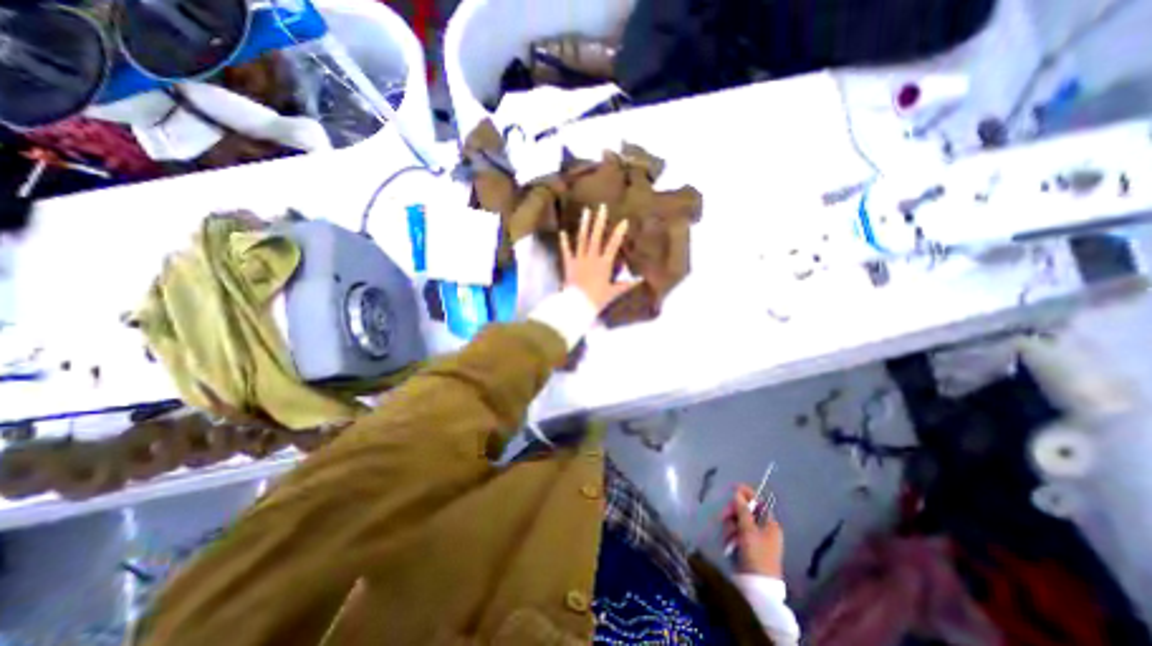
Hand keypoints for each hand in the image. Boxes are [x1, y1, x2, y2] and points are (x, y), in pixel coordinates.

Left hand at [563, 201, 643, 309]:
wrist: (577, 304)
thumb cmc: (597, 299)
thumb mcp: (613, 292)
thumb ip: (626, 285)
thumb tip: (641, 279)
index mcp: (604, 264)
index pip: (613, 245)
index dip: (619, 233)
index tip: (624, 221)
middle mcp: (591, 258)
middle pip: (596, 237)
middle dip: (599, 221)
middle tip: (601, 207)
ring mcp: (579, 259)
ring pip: (582, 239)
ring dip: (584, 225)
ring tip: (586, 211)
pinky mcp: (569, 264)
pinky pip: (566, 251)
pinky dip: (564, 242)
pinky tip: (563, 232)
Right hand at [717, 483, 782, 576]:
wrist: (757, 587)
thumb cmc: (756, 555)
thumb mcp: (748, 530)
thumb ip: (742, 510)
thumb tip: (738, 493)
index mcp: (770, 524)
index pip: (758, 502)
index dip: (746, 494)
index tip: (733, 487)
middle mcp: (765, 530)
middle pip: (746, 511)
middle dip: (734, 514)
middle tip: (724, 516)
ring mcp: (756, 539)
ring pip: (738, 522)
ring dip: (731, 527)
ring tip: (729, 538)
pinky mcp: (748, 547)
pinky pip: (736, 533)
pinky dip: (731, 536)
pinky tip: (729, 543)